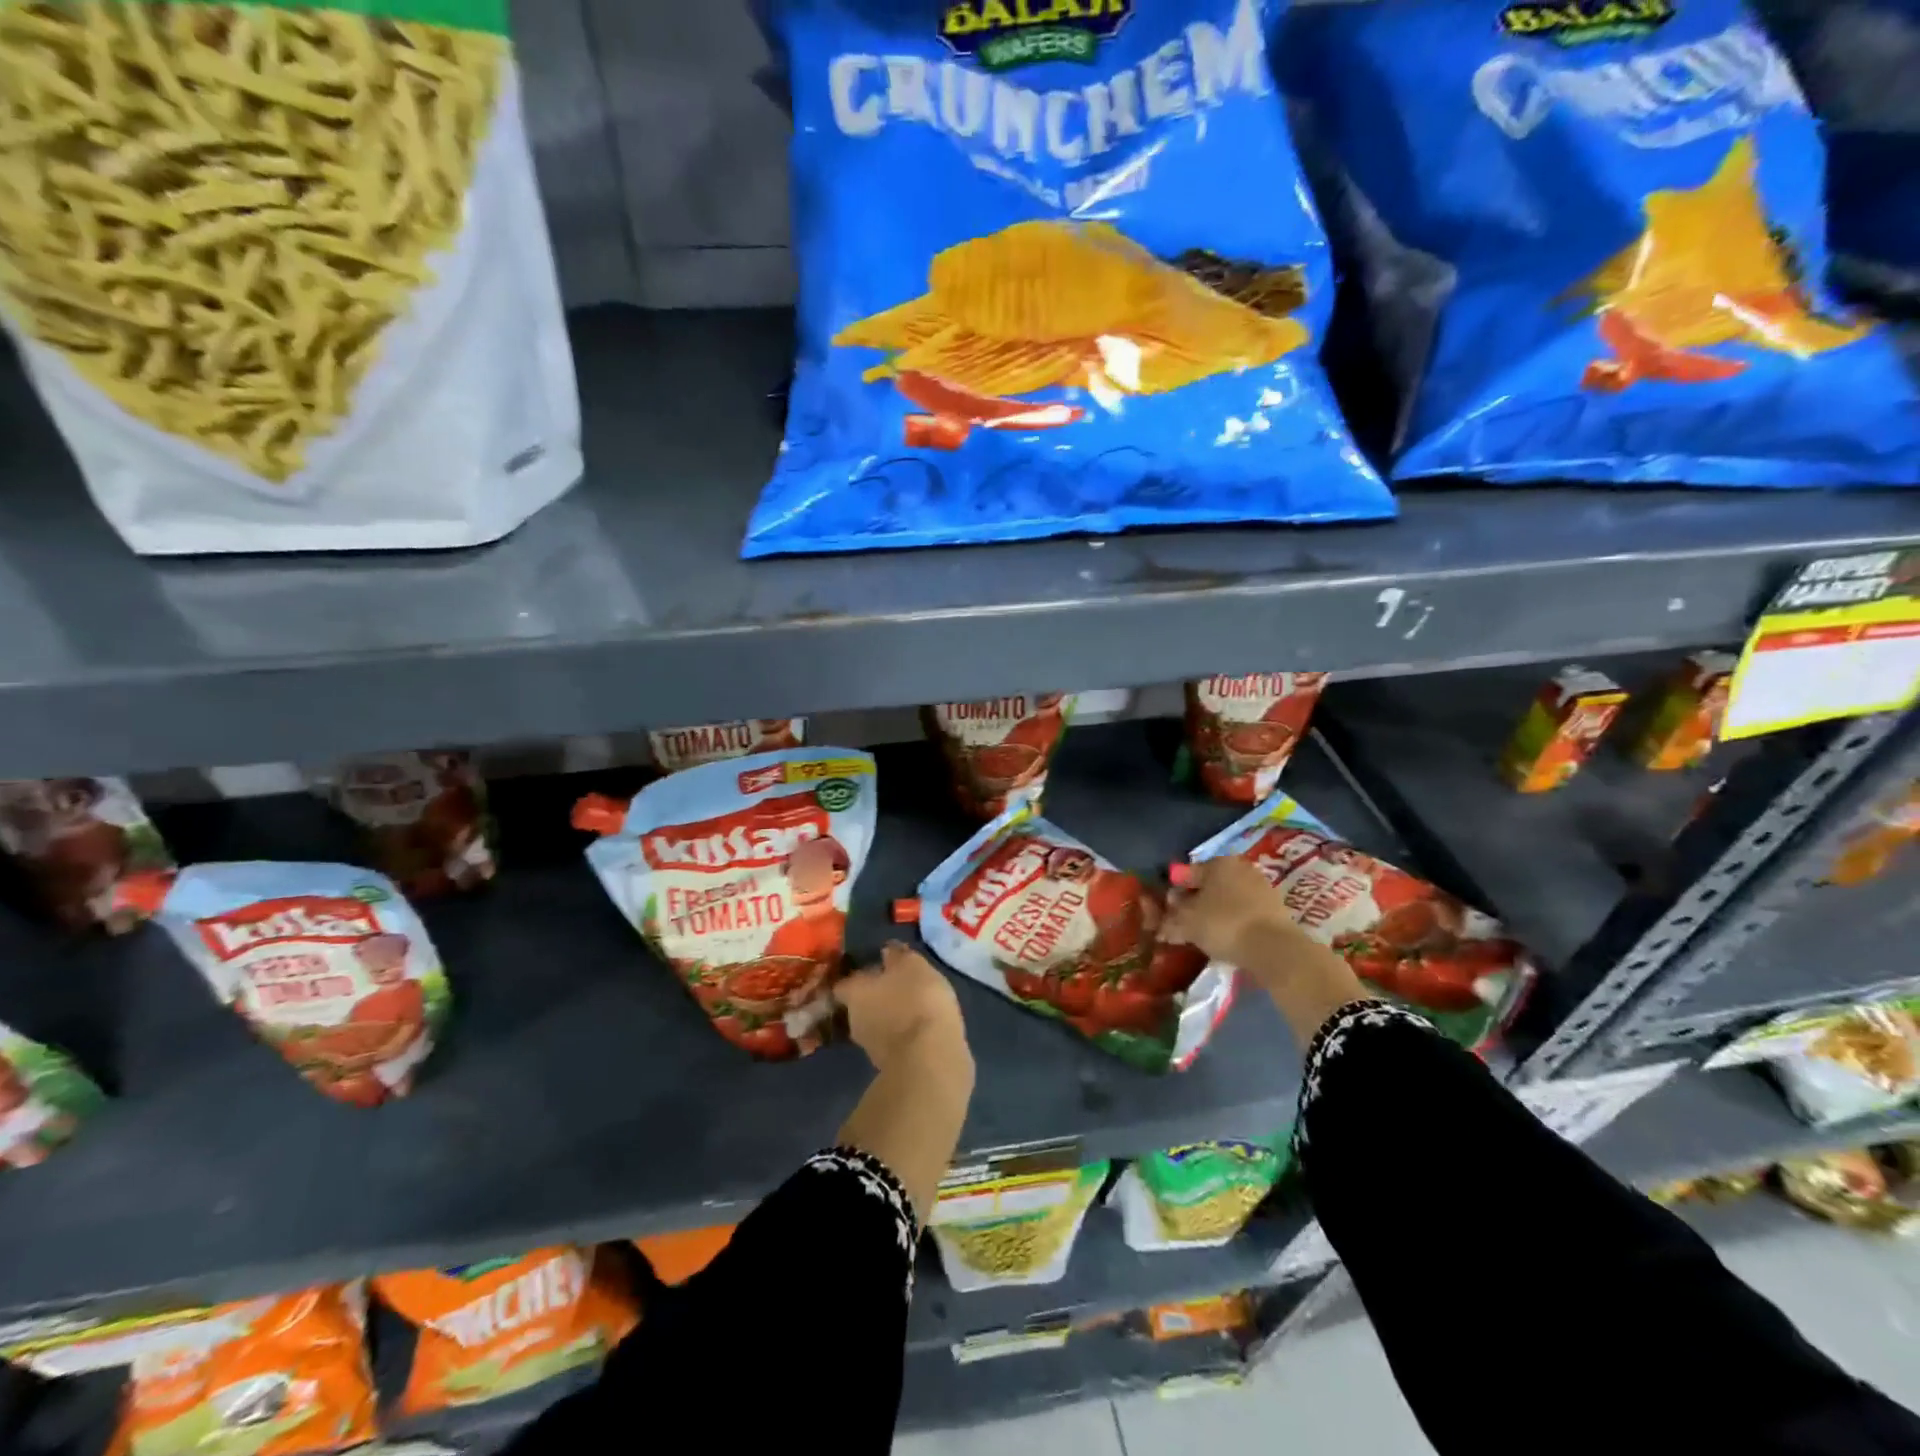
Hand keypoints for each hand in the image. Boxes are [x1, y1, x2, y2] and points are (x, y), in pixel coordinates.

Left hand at [835, 942, 970, 1075]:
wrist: (930, 1058)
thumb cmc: (917, 1000)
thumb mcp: (913, 965)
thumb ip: (897, 956)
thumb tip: (885, 951)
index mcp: (854, 993)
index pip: (844, 983)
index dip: (859, 976)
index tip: (875, 970)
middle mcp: (854, 1020)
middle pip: (860, 1005)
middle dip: (876, 997)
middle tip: (898, 988)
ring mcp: (870, 1048)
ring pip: (876, 1025)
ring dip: (890, 1018)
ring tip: (913, 1009)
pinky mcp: (889, 1067)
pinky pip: (893, 1044)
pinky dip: (903, 1036)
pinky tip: (921, 1030)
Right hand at [1162, 856, 1301, 969]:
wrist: (1273, 948)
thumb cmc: (1223, 924)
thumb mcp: (1186, 923)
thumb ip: (1169, 920)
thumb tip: (1161, 924)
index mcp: (1218, 862)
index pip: (1187, 874)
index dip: (1174, 893)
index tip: (1167, 912)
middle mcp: (1241, 867)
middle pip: (1209, 886)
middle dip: (1195, 903)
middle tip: (1184, 924)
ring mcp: (1261, 887)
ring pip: (1228, 899)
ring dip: (1215, 913)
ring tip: (1204, 935)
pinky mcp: (1276, 909)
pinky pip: (1244, 913)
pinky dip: (1233, 923)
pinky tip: (1227, 940)